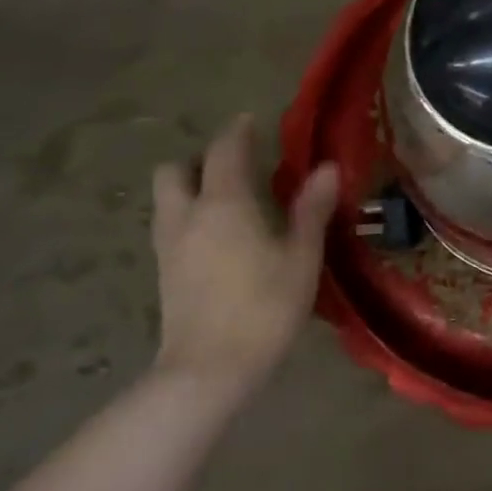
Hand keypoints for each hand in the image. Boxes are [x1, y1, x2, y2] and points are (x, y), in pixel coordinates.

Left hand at [151, 115, 338, 400]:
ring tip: (228, 200)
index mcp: (224, 204)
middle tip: (235, 167)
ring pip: (167, 199)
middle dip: (200, 159)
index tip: (252, 121)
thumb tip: (327, 167)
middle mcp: (188, 216)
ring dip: (190, 187)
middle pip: (175, 170)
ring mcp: (169, 246)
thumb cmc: (264, 307)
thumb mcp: (301, 257)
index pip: (224, 150)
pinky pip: (170, 226)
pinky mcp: (164, 273)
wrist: (209, 370)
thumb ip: (311, 209)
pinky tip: (218, 238)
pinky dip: (189, 216)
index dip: (238, 131)